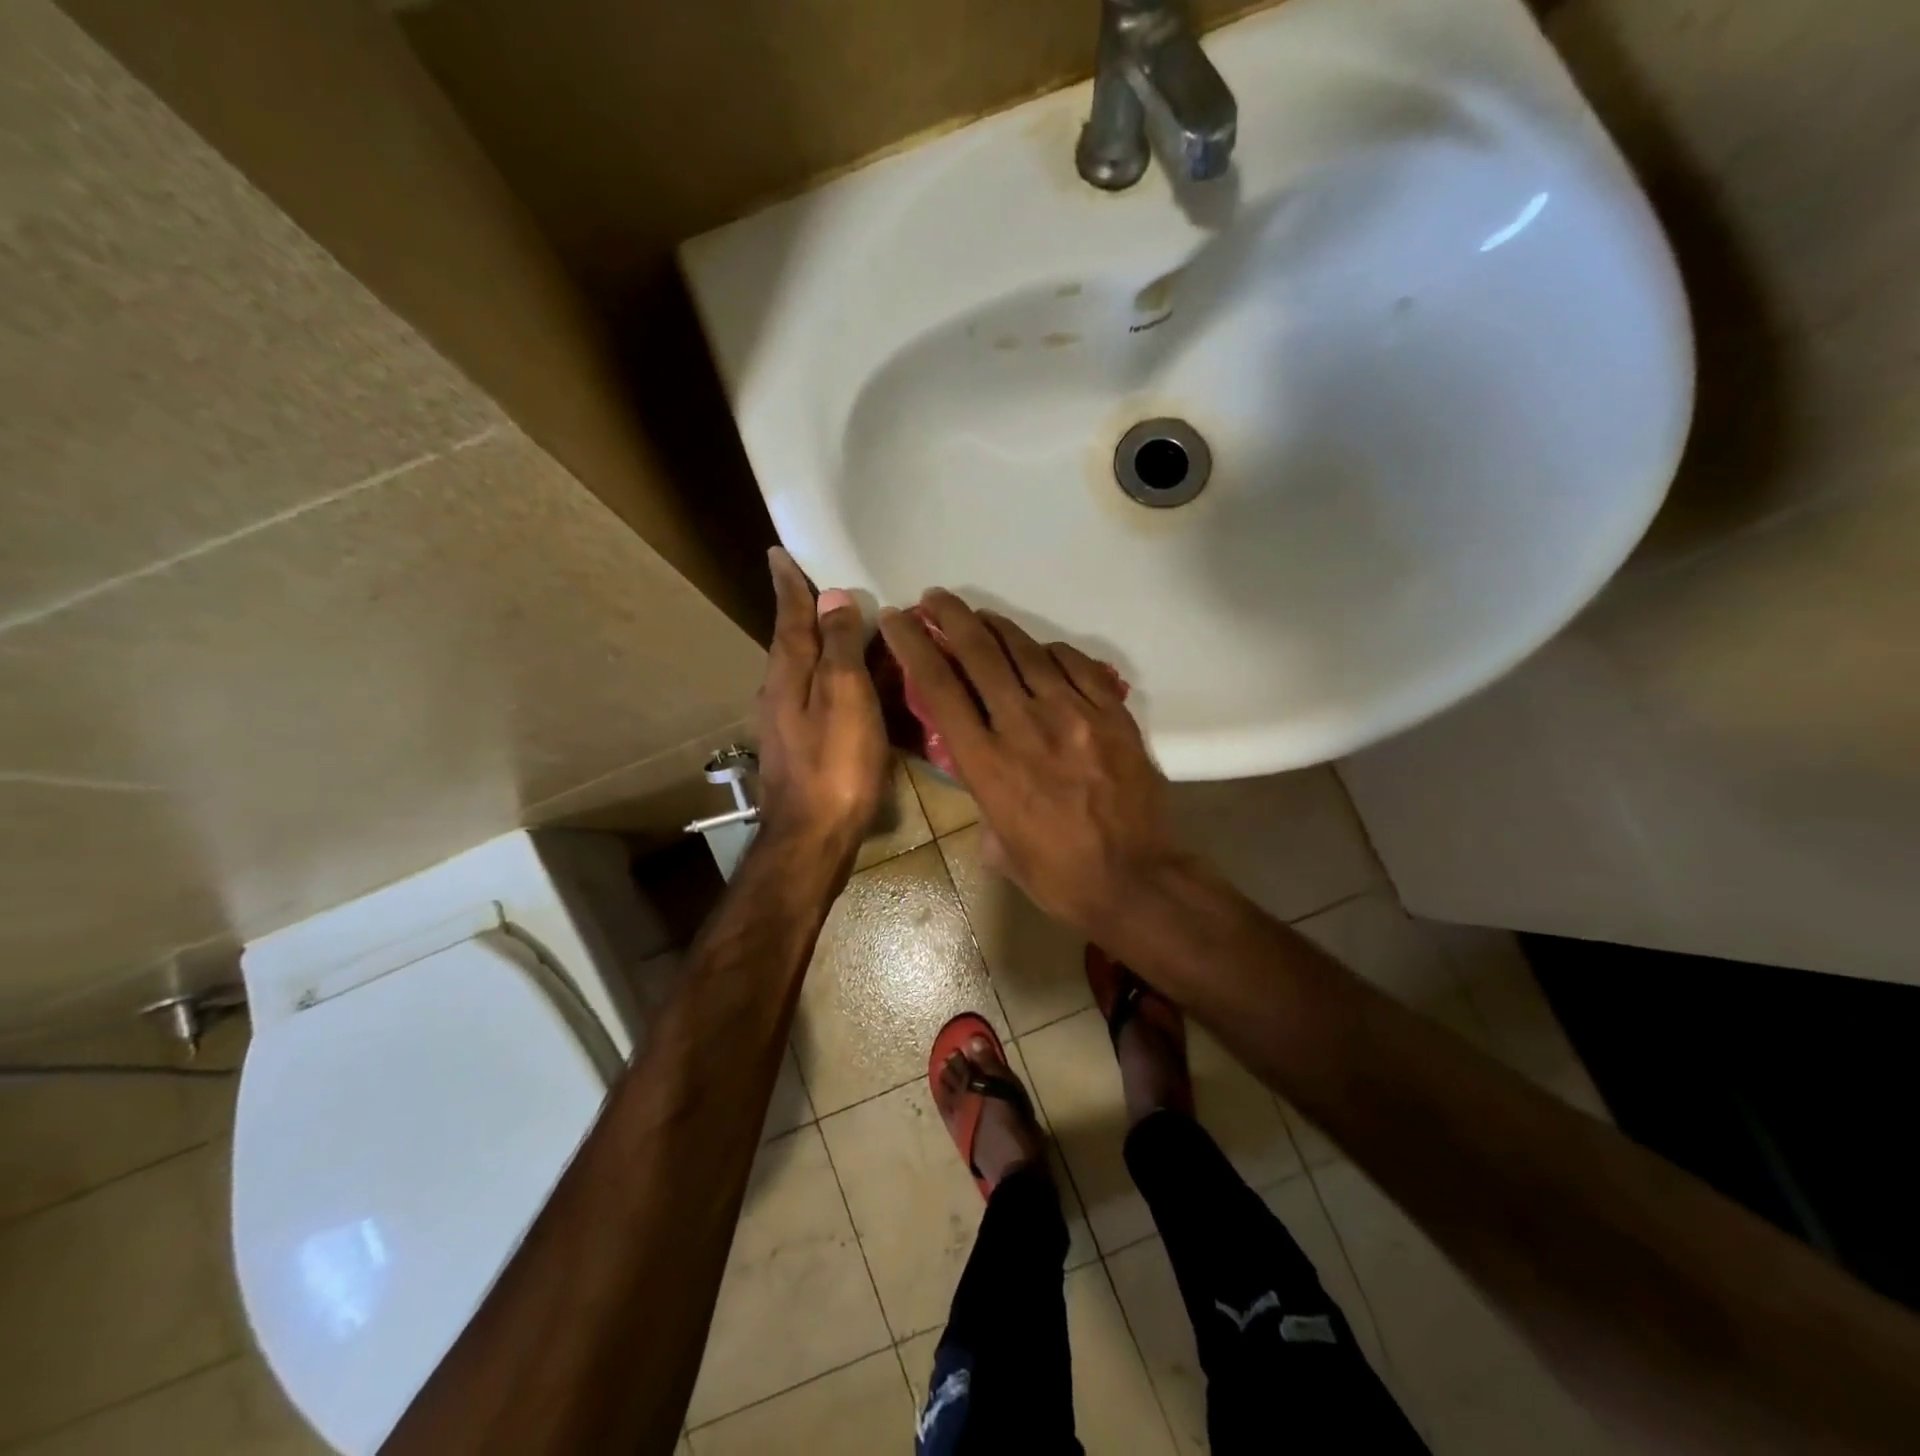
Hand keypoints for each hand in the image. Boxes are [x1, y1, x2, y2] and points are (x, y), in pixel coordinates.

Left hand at [755, 548, 888, 861]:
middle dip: (805, 612)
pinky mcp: (805, 749)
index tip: (779, 553)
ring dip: (823, 645)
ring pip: (807, 671)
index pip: (790, 616)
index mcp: (788, 675)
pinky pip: (822, 698)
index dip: (790, 585)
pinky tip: (857, 686)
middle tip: (823, 586)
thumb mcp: (844, 696)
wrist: (813, 839)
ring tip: (847, 629)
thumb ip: (838, 647)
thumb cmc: (834, 765)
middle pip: (794, 641)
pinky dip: (837, 680)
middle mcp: (780, 693)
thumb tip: (833, 597)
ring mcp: (790, 724)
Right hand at [878, 590, 1185, 935]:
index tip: (898, 620)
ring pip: (1026, 651)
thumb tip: (983, 775)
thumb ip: (983, 800)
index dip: (913, 645)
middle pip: (979, 653)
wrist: (1135, 880)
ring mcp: (1072, 713)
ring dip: (997, 626)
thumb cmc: (1058, 875)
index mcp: (987, 763)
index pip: (938, 687)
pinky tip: (1041, 650)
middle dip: (950, 617)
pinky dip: (1051, 651)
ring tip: (980, 615)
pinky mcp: (1111, 713)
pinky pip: (1075, 665)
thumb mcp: (998, 846)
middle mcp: (1024, 725)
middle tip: (934, 599)